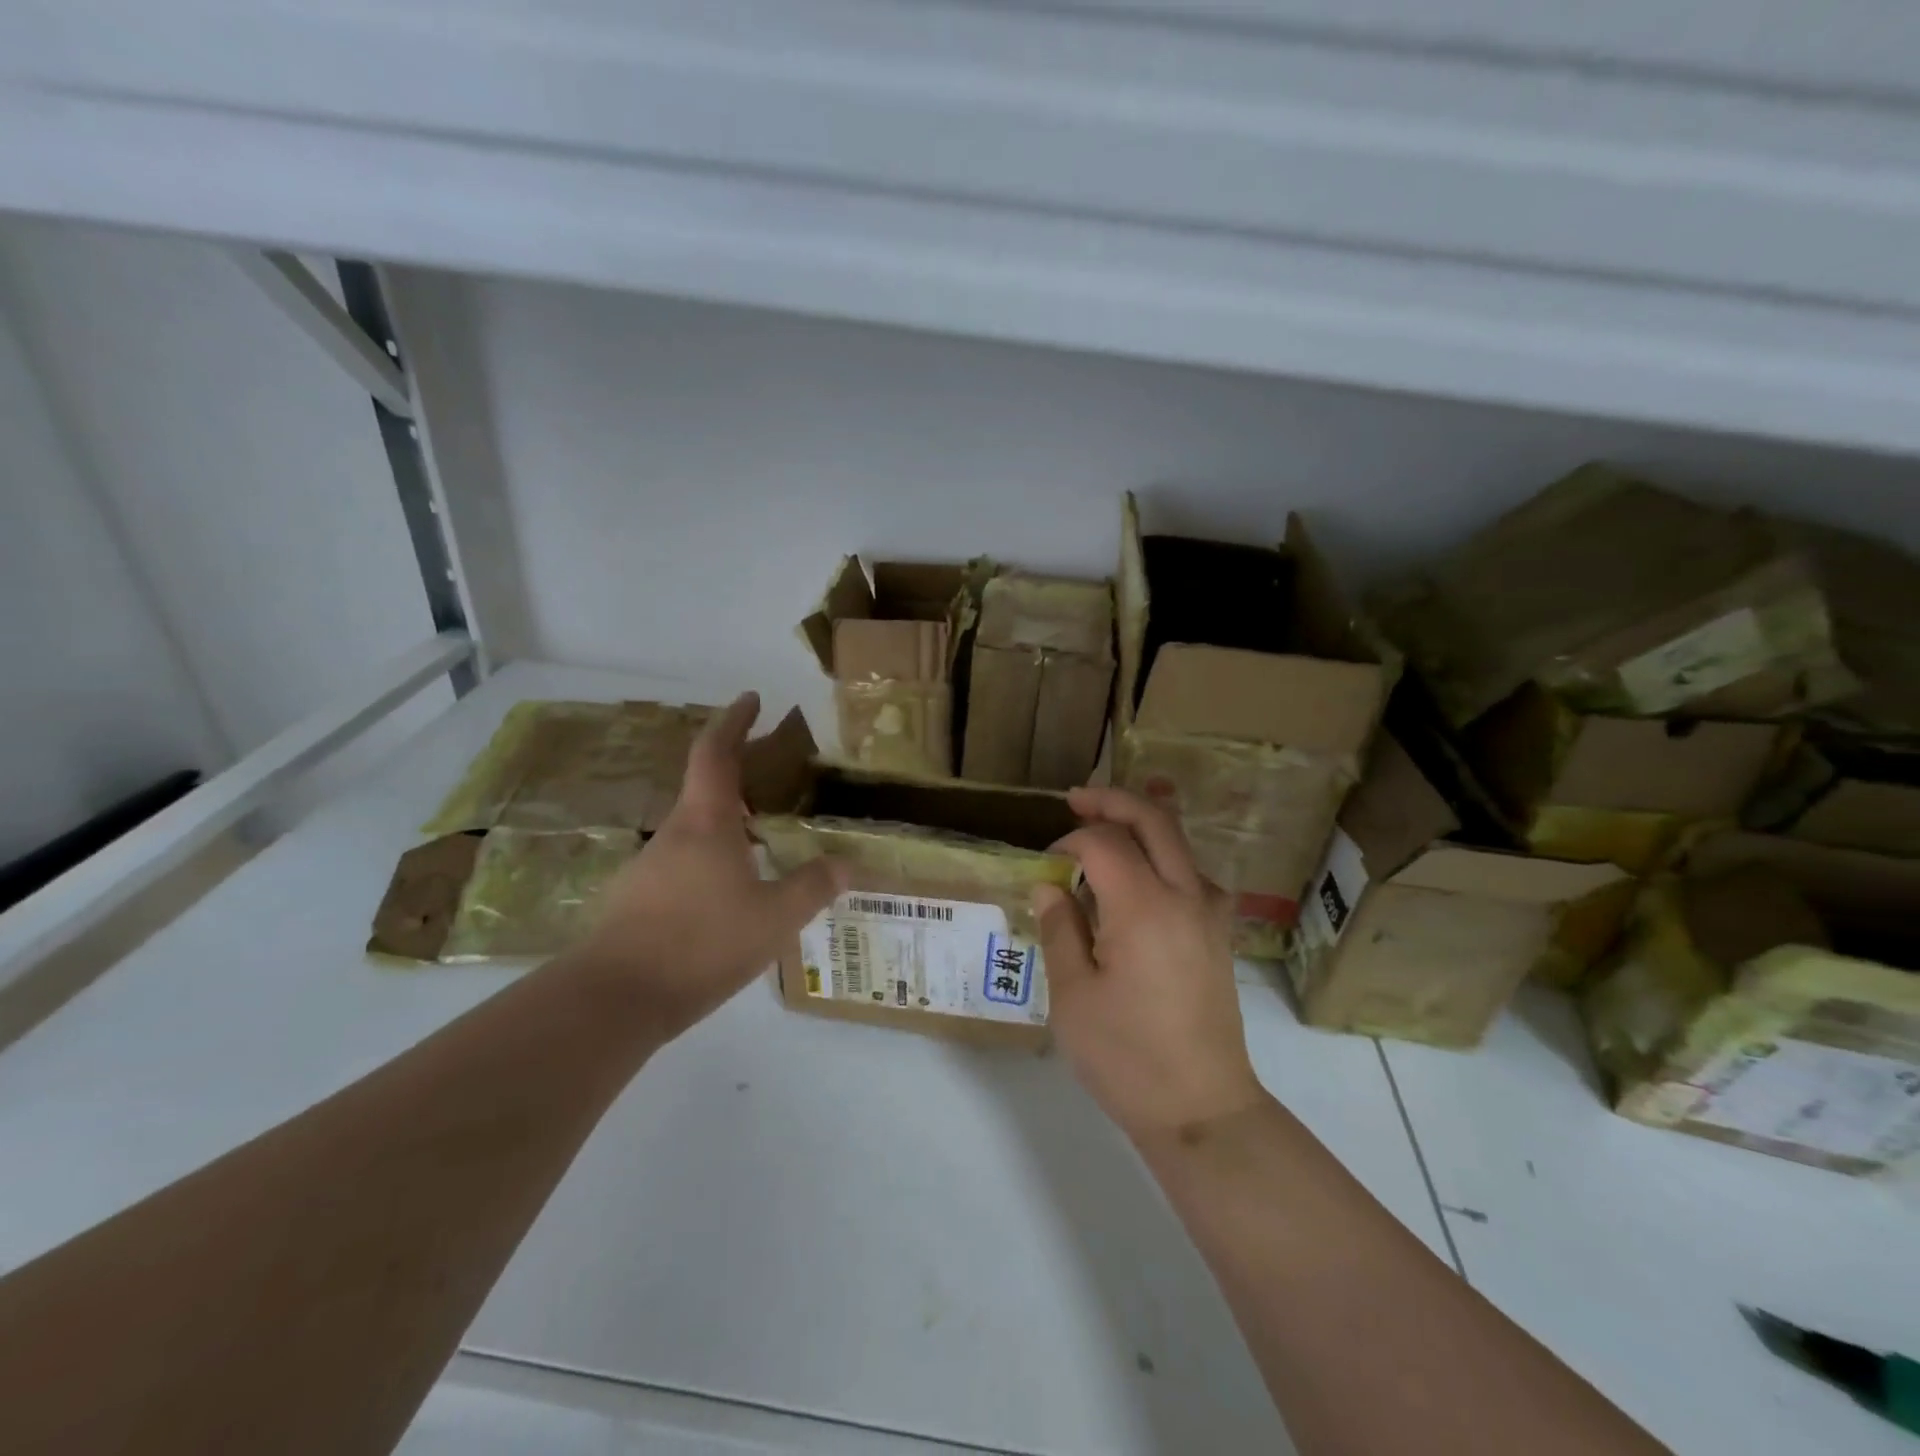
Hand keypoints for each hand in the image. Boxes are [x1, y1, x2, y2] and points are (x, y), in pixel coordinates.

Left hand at [572, 693, 847, 1042]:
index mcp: (706, 821)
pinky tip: (731, 893)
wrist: (613, 999)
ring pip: (695, 829)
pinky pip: (684, 863)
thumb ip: (813, 887)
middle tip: (775, 780)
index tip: (752, 699)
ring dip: (727, 823)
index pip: (716, 752)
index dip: (734, 720)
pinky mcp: (637, 899)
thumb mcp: (774, 917)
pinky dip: (712, 859)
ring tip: (763, 841)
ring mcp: (650, 866)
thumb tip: (846, 863)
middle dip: (739, 774)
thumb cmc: (700, 942)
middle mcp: (674, 833)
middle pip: (705, 787)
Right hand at [1034, 787, 1264, 1143]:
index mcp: (1144, 907)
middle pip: (1154, 821)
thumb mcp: (1074, 996)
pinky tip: (1141, 880)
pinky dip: (1163, 858)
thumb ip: (1060, 929)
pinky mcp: (1219, 936)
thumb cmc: (1127, 1057)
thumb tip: (1050, 885)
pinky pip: (1193, 874)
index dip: (1069, 842)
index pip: (1104, 843)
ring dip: (1142, 825)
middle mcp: (1185, 896)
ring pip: (1179, 843)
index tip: (1045, 865)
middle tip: (1076, 799)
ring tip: (1105, 829)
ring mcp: (1210, 915)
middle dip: (1113, 802)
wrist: (1202, 1110)